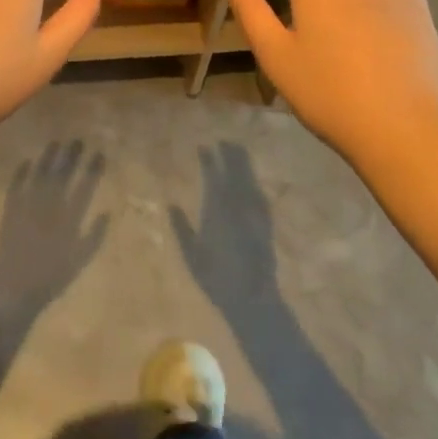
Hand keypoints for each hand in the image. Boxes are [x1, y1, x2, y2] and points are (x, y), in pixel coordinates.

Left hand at [0, 140, 109, 321]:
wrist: (13, 291)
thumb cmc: (51, 279)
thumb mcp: (79, 261)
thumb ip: (94, 236)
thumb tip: (107, 211)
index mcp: (68, 219)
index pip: (84, 187)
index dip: (92, 169)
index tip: (99, 153)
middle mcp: (48, 207)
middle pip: (62, 175)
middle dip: (71, 156)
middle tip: (78, 140)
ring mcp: (27, 207)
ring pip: (40, 175)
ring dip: (48, 158)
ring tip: (56, 142)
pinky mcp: (9, 211)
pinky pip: (15, 186)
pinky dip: (21, 173)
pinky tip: (26, 162)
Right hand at [171, 144, 280, 309]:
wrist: (253, 298)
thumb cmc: (216, 279)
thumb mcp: (192, 255)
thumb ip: (181, 227)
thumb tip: (171, 205)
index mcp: (216, 209)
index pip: (212, 175)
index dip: (208, 159)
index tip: (204, 146)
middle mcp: (236, 204)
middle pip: (234, 172)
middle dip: (230, 154)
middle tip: (225, 140)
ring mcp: (254, 212)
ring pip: (249, 179)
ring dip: (244, 163)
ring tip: (239, 150)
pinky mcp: (266, 223)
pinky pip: (259, 194)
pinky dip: (254, 183)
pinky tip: (253, 182)